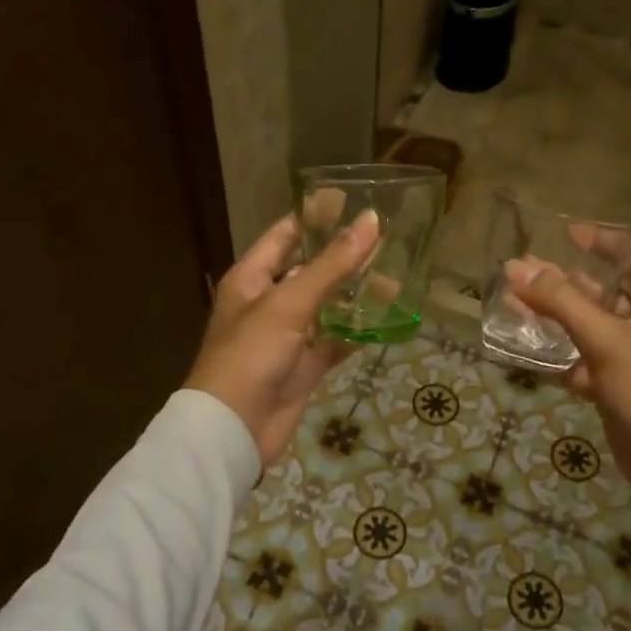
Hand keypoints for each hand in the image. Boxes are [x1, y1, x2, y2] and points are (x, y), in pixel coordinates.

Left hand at [187, 209, 380, 465]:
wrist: (233, 429)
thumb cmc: (251, 354)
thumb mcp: (289, 302)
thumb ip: (331, 264)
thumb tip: (371, 221)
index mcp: (251, 279)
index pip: (284, 235)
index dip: (315, 218)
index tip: (354, 202)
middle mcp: (268, 303)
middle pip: (310, 270)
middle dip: (344, 257)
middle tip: (387, 238)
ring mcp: (288, 337)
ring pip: (327, 307)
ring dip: (355, 295)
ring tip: (396, 272)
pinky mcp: (304, 367)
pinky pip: (335, 342)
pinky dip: (357, 333)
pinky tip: (388, 319)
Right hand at [509, 245, 630, 508]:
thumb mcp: (605, 339)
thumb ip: (561, 302)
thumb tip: (516, 269)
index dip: (600, 242)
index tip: (564, 233)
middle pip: (599, 292)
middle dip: (561, 281)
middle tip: (520, 271)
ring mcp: (627, 358)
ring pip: (585, 328)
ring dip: (552, 317)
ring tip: (513, 303)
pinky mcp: (612, 387)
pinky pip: (579, 361)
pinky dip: (555, 355)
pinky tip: (525, 349)